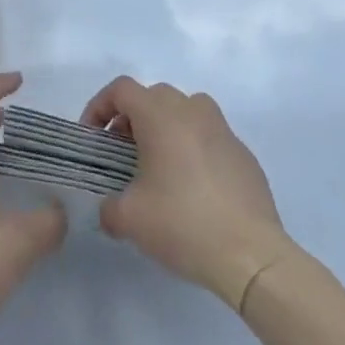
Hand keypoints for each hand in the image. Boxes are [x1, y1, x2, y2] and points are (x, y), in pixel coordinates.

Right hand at [82, 77, 293, 310]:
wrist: (251, 255)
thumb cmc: (183, 224)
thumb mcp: (129, 219)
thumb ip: (108, 207)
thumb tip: (109, 209)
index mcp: (161, 116)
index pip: (121, 89)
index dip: (99, 106)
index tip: (93, 137)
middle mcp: (192, 111)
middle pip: (154, 95)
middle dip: (132, 117)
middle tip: (122, 152)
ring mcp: (222, 130)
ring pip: (186, 109)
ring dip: (165, 126)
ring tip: (158, 163)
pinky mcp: (243, 153)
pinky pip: (209, 136)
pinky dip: (193, 147)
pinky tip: (192, 186)